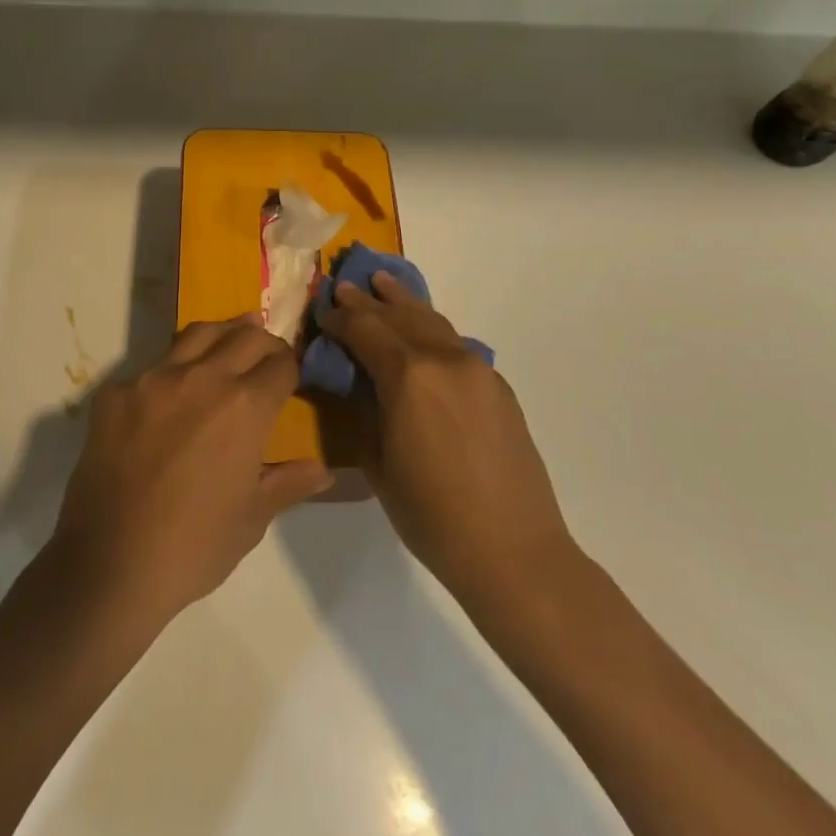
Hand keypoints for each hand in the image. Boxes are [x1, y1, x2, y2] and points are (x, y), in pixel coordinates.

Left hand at [47, 318, 332, 630]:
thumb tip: (322, 470)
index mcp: (245, 406)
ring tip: (229, 340)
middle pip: (244, 336)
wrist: (110, 564)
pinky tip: (172, 392)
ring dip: (222, 335)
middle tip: (266, 354)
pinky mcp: (116, 392)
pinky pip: (153, 366)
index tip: (291, 376)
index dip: (291, 367)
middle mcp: (202, 377)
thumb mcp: (252, 518)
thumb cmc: (195, 546)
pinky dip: (173, 369)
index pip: (281, 364)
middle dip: (263, 342)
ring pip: (197, 334)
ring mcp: (154, 379)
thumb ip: (288, 483)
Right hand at [320, 273, 582, 609]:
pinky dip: (431, 330)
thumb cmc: (431, 515)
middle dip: (368, 301)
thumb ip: (367, 410)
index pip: (365, 330)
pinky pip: (456, 345)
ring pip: (433, 322)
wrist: (513, 550)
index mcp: (409, 376)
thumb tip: (360, 382)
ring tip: (384, 284)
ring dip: (404, 303)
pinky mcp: (498, 386)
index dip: (340, 319)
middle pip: (399, 317)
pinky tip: (423, 332)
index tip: (322, 311)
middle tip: (345, 285)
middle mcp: (445, 359)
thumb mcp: (379, 462)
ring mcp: (478, 369)